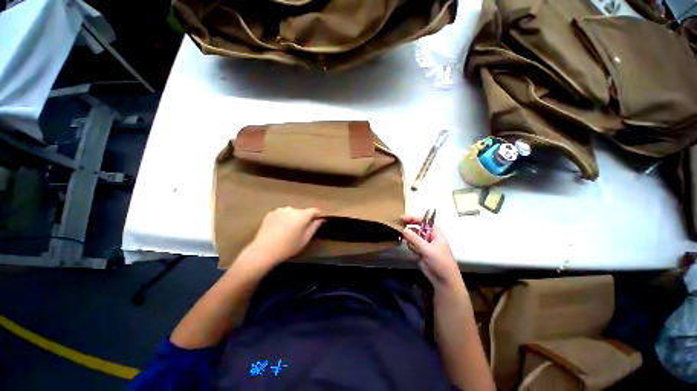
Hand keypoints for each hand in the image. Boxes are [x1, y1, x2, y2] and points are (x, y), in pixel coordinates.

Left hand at [244, 207, 324, 266]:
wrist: (263, 251)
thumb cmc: (288, 247)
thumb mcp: (305, 239)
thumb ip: (314, 227)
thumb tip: (321, 219)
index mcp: (302, 215)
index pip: (314, 210)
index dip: (318, 215)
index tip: (318, 221)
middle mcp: (292, 209)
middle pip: (303, 211)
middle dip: (304, 218)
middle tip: (301, 231)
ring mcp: (280, 210)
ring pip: (292, 212)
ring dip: (293, 218)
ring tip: (289, 231)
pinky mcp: (271, 213)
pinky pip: (282, 214)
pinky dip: (283, 219)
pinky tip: (279, 229)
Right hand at [402, 215, 463, 291]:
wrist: (444, 281)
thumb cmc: (440, 262)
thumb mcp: (427, 249)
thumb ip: (414, 238)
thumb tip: (403, 229)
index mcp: (435, 233)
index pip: (424, 220)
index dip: (414, 217)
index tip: (403, 218)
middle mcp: (429, 237)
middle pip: (417, 227)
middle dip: (409, 226)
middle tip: (398, 224)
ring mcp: (424, 245)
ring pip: (413, 236)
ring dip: (408, 237)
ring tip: (401, 237)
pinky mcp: (420, 252)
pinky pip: (412, 245)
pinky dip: (409, 246)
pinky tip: (411, 251)